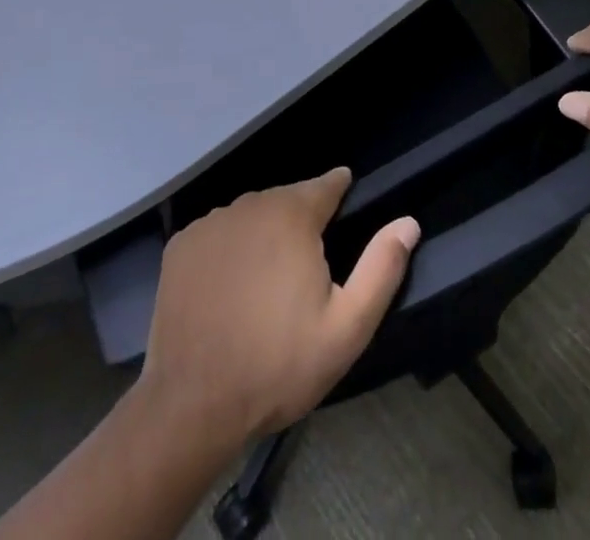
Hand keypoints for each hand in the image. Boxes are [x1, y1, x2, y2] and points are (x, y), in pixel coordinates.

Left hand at [139, 169, 420, 446]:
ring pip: (250, 215)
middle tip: (306, 266)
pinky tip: (230, 287)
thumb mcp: (346, 328)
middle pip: (286, 199)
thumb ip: (381, 269)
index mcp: (292, 215)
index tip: (345, 198)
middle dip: (300, 220)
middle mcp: (250, 205)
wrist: (193, 405)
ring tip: (268, 279)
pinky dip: (229, 249)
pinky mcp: (181, 246)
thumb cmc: (278, 365)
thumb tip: (408, 222)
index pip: (325, 184)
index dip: (339, 190)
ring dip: (263, 233)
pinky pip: (217, 234)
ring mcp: (210, 223)